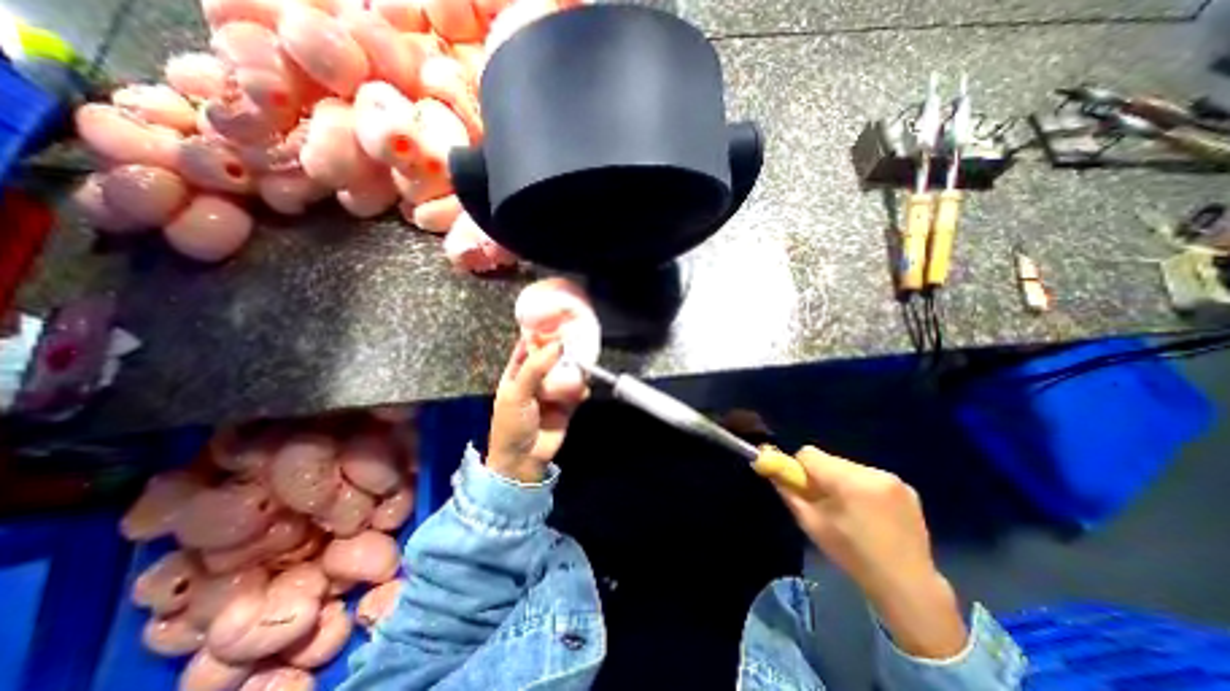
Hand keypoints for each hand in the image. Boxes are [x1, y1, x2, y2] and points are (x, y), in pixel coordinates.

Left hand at [489, 338, 588, 480]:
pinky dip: (581, 389)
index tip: (559, 320)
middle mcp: (537, 377)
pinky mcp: (567, 403)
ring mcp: (553, 390)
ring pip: (568, 371)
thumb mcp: (517, 393)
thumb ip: (536, 368)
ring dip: (575, 370)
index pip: (530, 345)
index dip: (542, 333)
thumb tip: (558, 344)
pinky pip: (578, 390)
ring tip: (583, 367)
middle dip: (565, 350)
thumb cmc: (511, 424)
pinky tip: (580, 394)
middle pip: (554, 356)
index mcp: (518, 371)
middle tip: (579, 341)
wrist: (524, 460)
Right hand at [771, 448, 964, 658]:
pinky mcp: (907, 487)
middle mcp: (872, 472)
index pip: (808, 454)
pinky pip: (869, 476)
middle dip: (821, 476)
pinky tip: (870, 514)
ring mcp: (893, 479)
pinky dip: (862, 488)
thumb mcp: (811, 523)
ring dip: (842, 482)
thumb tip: (768, 467)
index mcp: (848, 481)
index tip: (803, 489)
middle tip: (826, 504)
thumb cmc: (852, 555)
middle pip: (829, 460)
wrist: (908, 586)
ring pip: (848, 467)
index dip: (799, 468)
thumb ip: (788, 491)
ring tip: (850, 512)